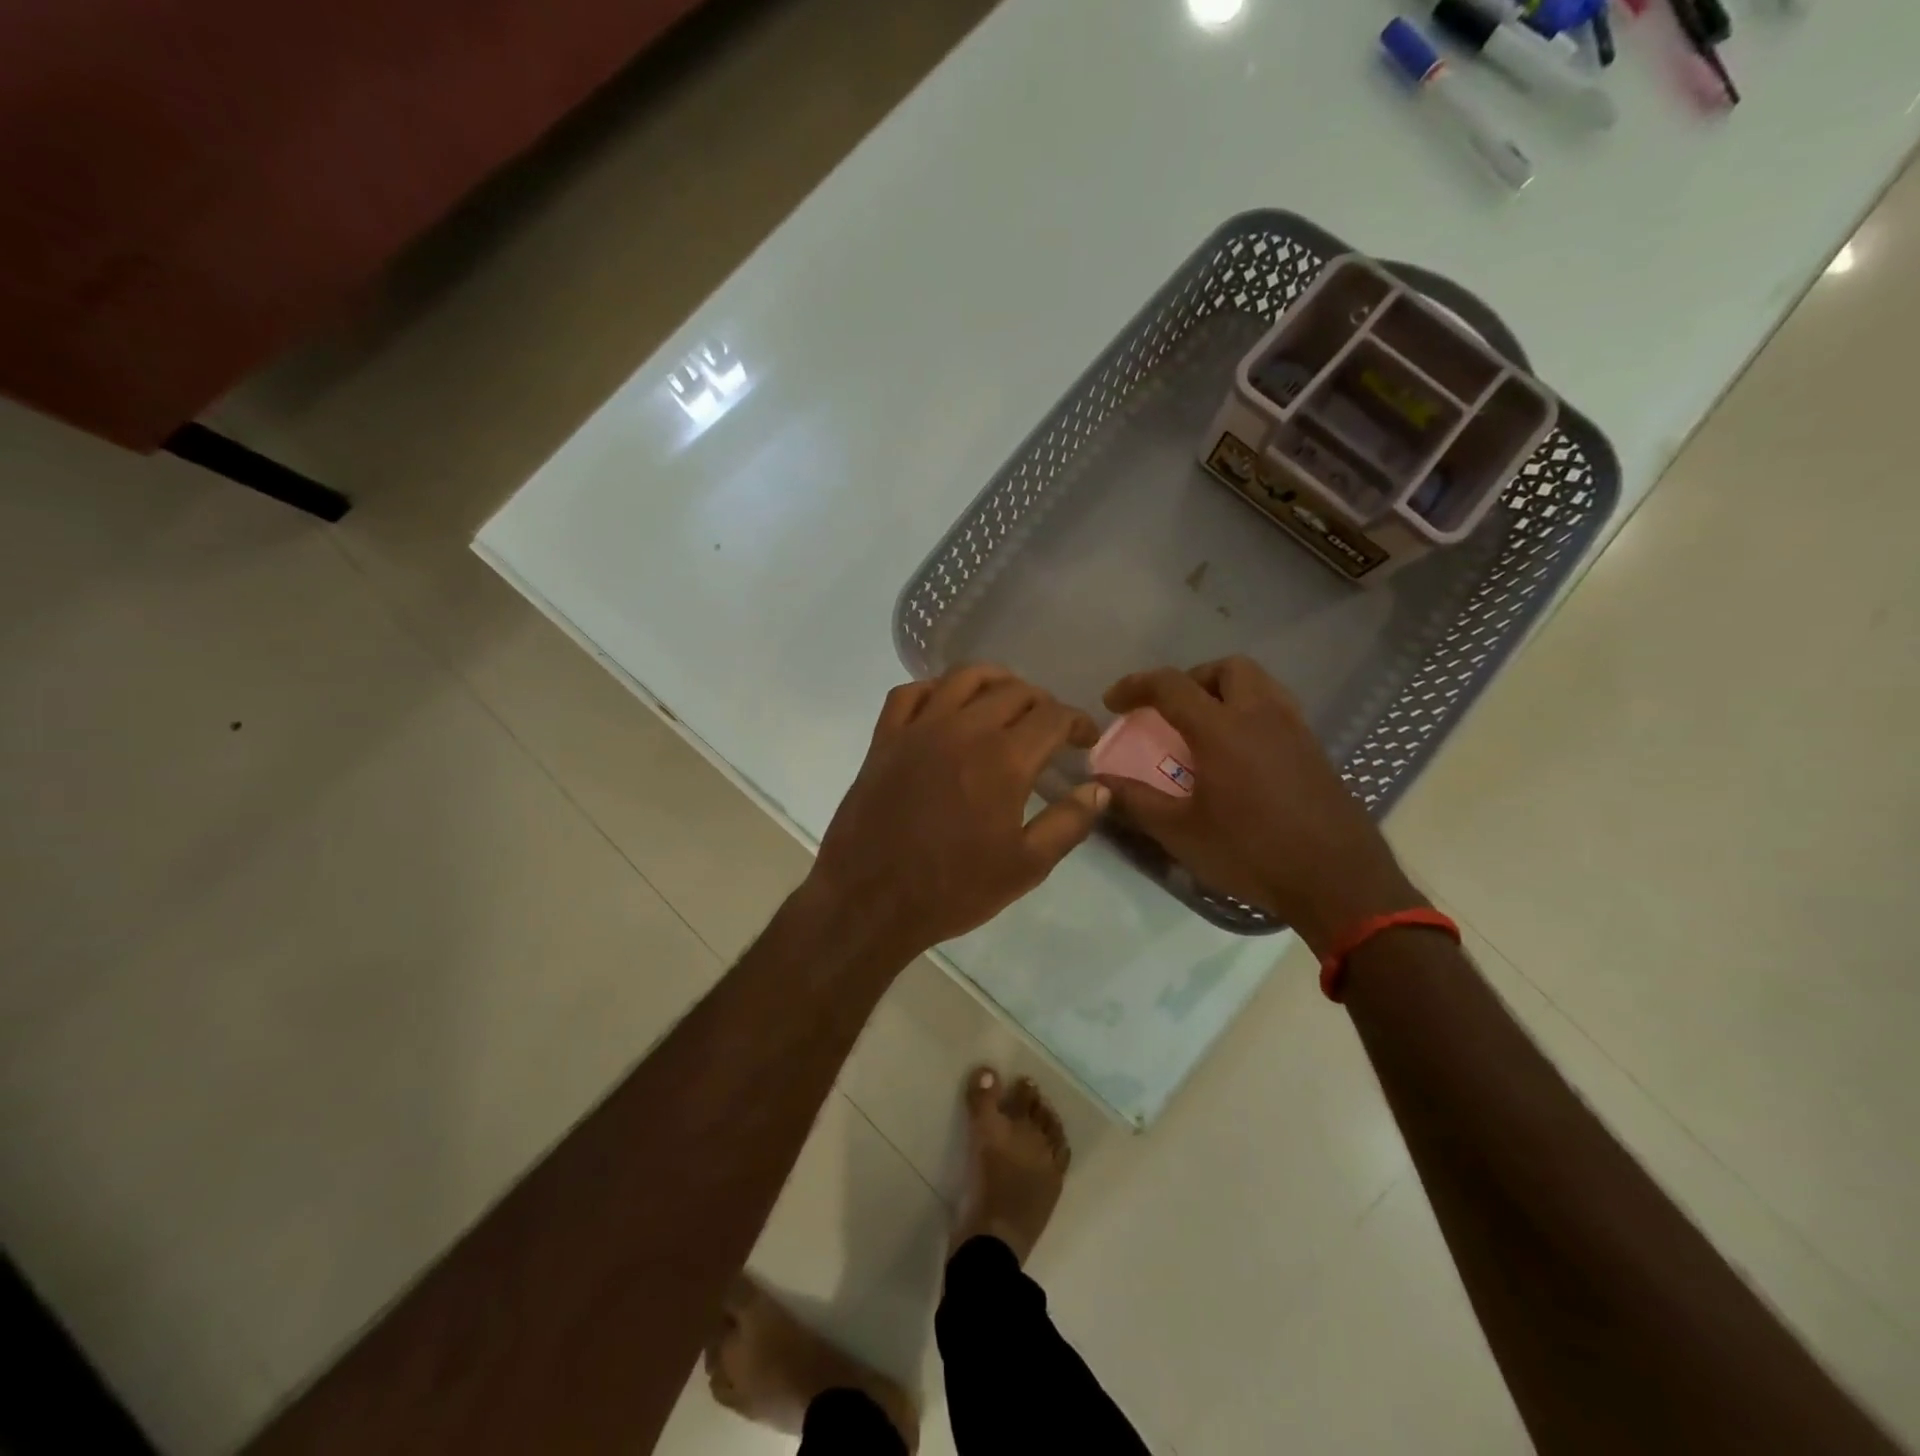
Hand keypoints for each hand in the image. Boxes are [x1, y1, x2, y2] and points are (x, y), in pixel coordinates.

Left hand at [809, 665, 1106, 960]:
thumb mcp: (1026, 867)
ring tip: (1006, 701)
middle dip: (1042, 703)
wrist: (870, 900)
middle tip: (1049, 728)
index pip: (1053, 716)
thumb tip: (1100, 788)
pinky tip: (944, 706)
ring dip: (994, 681)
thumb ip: (1069, 823)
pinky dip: (934, 689)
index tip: (1085, 739)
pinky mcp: (884, 738)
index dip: (1077, 722)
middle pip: (1013, 690)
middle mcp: (964, 729)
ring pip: (963, 677)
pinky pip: (910, 693)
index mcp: (1004, 759)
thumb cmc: (952, 889)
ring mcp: (919, 728)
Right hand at [1099, 657, 1422, 955]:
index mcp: (1221, 729)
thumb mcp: (1181, 831)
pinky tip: (1239, 754)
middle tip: (1171, 710)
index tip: (1113, 702)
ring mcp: (1294, 729)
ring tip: (1204, 727)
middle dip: (1191, 679)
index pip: (1171, 685)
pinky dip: (1249, 712)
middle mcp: (1260, 715)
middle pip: (1225, 668)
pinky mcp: (1314, 749)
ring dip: (1224, 691)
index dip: (1135, 685)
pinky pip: (1276, 708)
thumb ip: (1136, 800)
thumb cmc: (1251, 852)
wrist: (1337, 880)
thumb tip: (1100, 781)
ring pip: (1258, 683)